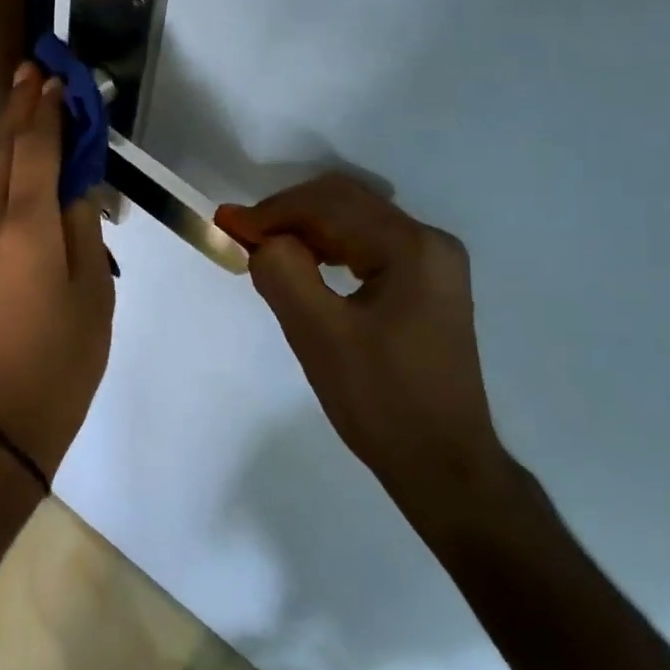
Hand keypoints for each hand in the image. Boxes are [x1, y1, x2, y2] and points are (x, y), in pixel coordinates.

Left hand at [0, 64, 115, 479]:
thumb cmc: (61, 362)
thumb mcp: (93, 294)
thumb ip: (81, 229)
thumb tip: (73, 188)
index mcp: (25, 228)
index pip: (36, 151)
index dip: (47, 112)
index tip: (55, 78)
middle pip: (3, 152)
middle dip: (19, 109)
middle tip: (31, 69)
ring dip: (9, 137)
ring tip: (26, 104)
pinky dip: (4, 173)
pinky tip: (19, 166)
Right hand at [217, 174, 507, 533]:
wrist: (443, 465)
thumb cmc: (381, 401)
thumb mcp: (319, 335)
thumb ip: (283, 274)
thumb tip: (260, 239)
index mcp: (412, 247)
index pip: (330, 205)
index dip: (273, 212)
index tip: (226, 225)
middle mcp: (430, 242)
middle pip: (346, 204)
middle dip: (288, 215)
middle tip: (242, 236)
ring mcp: (433, 264)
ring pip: (356, 223)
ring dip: (306, 230)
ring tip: (264, 250)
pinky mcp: (427, 286)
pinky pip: (368, 247)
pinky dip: (328, 249)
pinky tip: (303, 267)